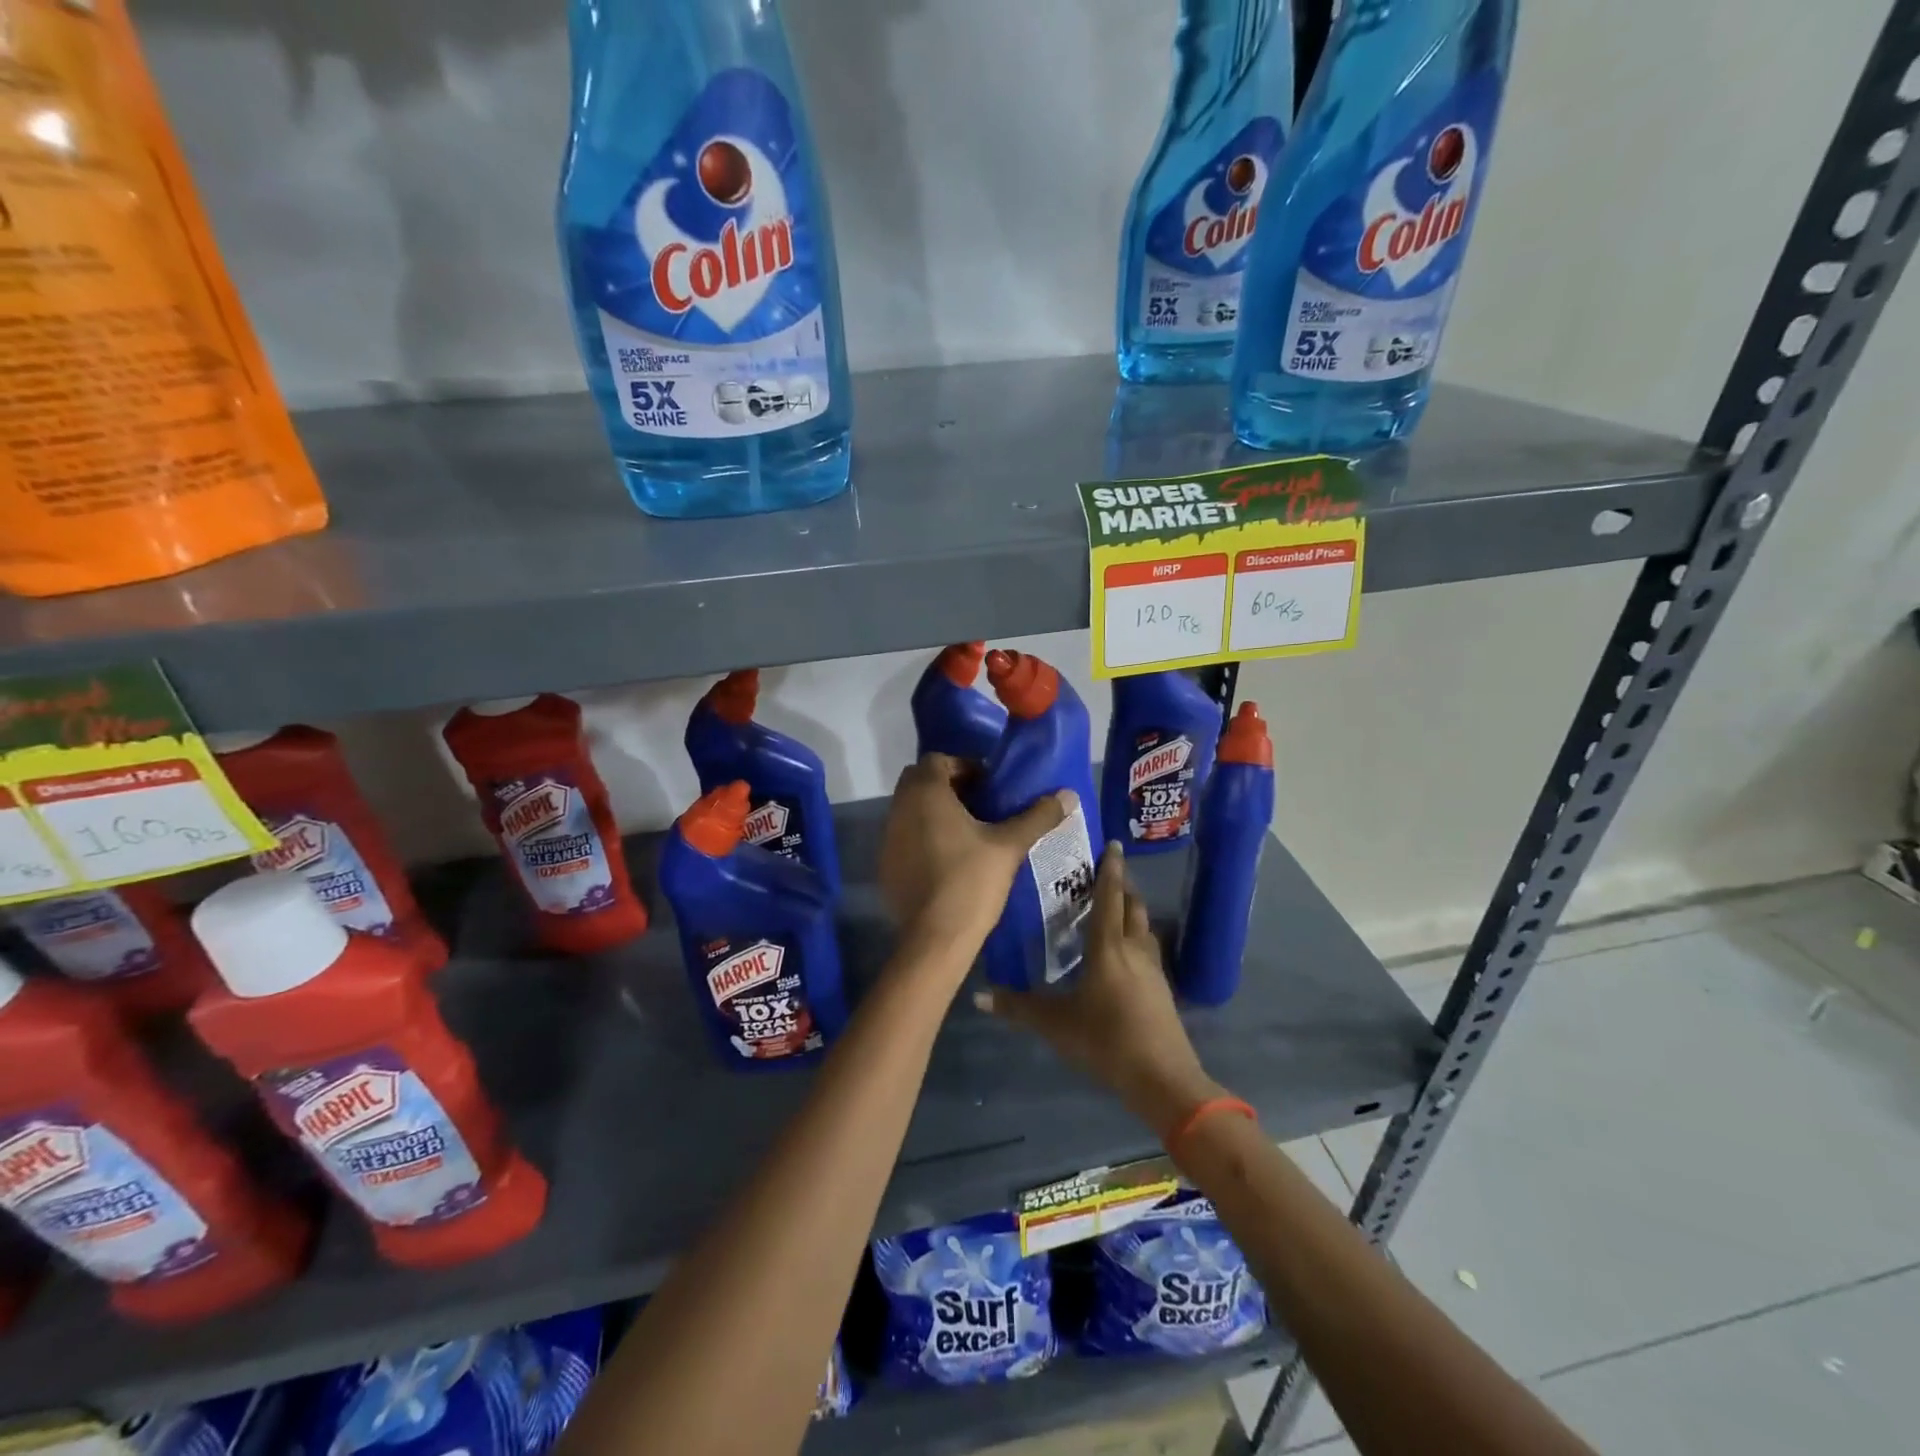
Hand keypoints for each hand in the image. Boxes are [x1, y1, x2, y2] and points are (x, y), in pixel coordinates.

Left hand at [878, 753, 1072, 958]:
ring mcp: (887, 837)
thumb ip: (1038, 816)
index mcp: (925, 793)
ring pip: (911, 810)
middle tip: (981, 806)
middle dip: (949, 787)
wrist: (935, 937)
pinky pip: (904, 837)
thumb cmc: (971, 881)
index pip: (938, 760)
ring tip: (969, 832)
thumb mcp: (1009, 846)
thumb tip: (1069, 794)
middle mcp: (899, 808)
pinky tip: (948, 860)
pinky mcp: (885, 864)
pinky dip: (922, 838)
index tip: (990, 786)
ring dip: (935, 812)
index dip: (965, 767)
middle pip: (921, 782)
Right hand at [976, 842, 1222, 1137]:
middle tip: (1107, 874)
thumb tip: (978, 996)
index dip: (1110, 869)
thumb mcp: (1055, 1024)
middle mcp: (1134, 949)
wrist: (1162, 1079)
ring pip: (1144, 928)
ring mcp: (1153, 970)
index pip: (1109, 897)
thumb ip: (1017, 1007)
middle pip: (1133, 907)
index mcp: (1108, 947)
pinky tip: (1126, 953)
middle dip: (1122, 886)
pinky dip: (1137, 938)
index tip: (1112, 844)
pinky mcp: (1162, 991)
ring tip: (1116, 907)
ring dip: (1133, 911)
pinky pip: (1148, 951)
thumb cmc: (1106, 1040)